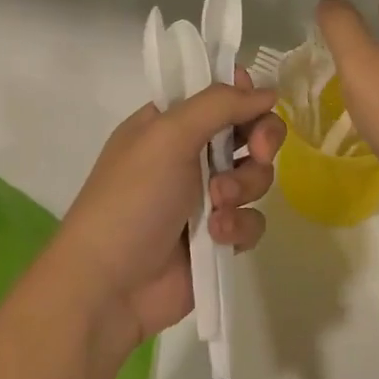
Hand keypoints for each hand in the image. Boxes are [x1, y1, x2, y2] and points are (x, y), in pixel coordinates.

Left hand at [49, 71, 285, 358]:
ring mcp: (205, 198)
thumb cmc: (133, 198)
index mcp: (168, 124)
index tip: (258, 104)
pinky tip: (216, 237)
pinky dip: (238, 226)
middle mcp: (188, 155)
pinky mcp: (219, 237)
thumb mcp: (168, 136)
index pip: (218, 94)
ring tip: (217, 206)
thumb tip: (268, 92)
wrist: (110, 286)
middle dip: (260, 140)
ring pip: (255, 176)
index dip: (244, 96)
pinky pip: (252, 219)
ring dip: (243, 187)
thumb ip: (219, 104)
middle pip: (248, 131)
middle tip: (258, 151)